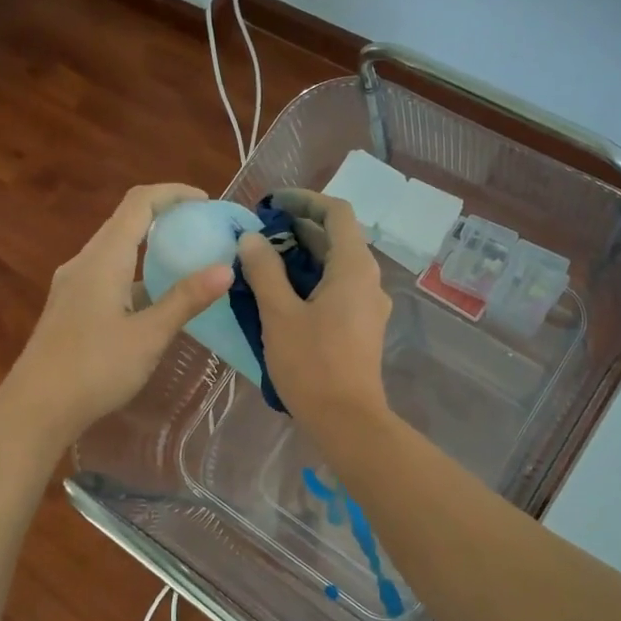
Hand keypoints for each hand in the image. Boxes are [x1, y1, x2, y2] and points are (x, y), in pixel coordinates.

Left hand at [2, 184, 231, 445]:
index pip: (139, 203)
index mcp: (103, 259)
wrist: (36, 410)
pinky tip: (157, 299)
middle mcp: (84, 262)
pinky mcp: (71, 306)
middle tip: (204, 230)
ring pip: (116, 249)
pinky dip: (137, 271)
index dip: (173, 193)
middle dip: (166, 216)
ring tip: (188, 260)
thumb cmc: (94, 369)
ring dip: (151, 245)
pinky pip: (109, 272)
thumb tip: (226, 269)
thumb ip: (186, 300)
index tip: (207, 202)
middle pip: (126, 221)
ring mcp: (74, 285)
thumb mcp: (148, 336)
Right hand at [238, 190, 392, 429]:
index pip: (336, 212)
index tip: (272, 204)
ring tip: (263, 260)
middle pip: (337, 237)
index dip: (304, 200)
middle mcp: (368, 279)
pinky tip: (281, 294)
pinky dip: (311, 280)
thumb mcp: (279, 314)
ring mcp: (368, 304)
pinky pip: (338, 288)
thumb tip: (252, 239)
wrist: (347, 421)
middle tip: (258, 233)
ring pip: (336, 265)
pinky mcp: (362, 326)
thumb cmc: (312, 364)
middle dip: (298, 228)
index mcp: (354, 267)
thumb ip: (265, 271)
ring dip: (302, 255)